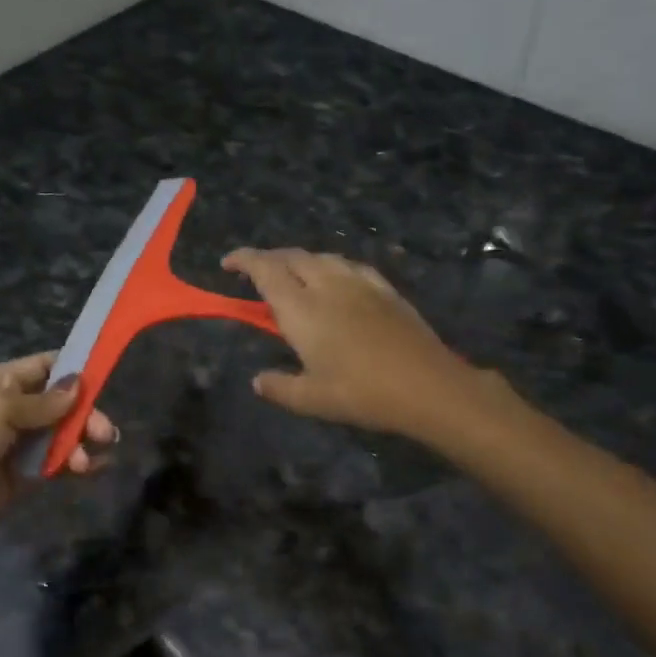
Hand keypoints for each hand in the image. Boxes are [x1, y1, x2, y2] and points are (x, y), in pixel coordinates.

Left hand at [0, 352, 115, 544]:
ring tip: (84, 462)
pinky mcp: (27, 474)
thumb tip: (77, 384)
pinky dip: (79, 462)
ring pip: (64, 433)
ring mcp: (21, 443)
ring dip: (82, 442)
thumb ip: (43, 400)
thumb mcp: (0, 407)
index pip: (45, 366)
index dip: (74, 369)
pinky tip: (93, 468)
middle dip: (85, 414)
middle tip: (104, 432)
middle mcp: (14, 408)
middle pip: (62, 403)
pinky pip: (60, 462)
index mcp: (1, 382)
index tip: (104, 378)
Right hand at [222, 248, 498, 437]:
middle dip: (269, 258)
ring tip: (293, 275)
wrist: (427, 385)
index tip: (228, 263)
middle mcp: (327, 285)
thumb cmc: (362, 393)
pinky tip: (338, 280)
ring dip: (300, 260)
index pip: (265, 269)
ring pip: (322, 257)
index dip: (244, 259)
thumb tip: (258, 381)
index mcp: (301, 308)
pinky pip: (350, 266)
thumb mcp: (311, 399)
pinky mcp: (385, 289)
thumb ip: (279, 387)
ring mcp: (359, 283)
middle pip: (292, 257)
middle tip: (256, 272)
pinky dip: (332, 267)